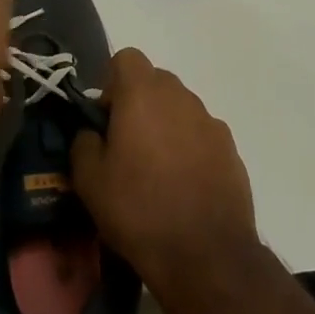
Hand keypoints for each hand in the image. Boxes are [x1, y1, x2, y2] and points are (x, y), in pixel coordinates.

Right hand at [70, 48, 258, 290]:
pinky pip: (202, 134)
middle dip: (139, 103)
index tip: (106, 119)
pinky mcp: (230, 148)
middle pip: (154, 81)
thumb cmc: (139, 210)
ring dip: (165, 125)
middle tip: (127, 146)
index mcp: (142, 93)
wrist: (207, 255)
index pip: (126, 58)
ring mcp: (210, 120)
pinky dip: (190, 147)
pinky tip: (185, 186)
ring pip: (179, 107)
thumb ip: (83, 143)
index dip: (112, 83)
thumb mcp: (89, 181)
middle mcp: (179, 95)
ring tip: (157, 171)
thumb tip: (92, 132)